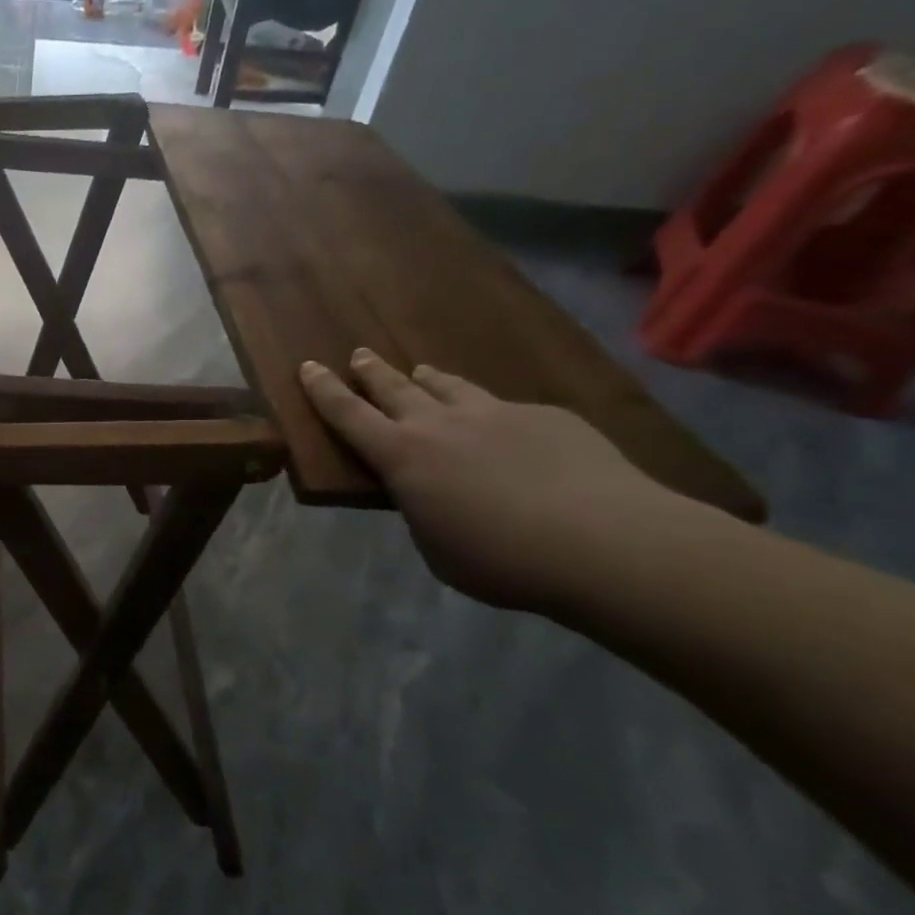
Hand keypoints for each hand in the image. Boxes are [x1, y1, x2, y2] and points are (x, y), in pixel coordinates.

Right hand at [298, 349, 688, 613]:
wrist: (605, 543)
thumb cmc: (500, 559)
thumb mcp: (436, 546)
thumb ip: (422, 511)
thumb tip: (429, 494)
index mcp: (402, 456)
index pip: (348, 414)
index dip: (323, 390)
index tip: (308, 367)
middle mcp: (440, 423)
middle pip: (394, 387)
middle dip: (370, 371)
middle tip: (358, 355)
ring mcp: (495, 413)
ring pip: (449, 386)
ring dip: (428, 379)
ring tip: (420, 372)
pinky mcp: (546, 417)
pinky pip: (504, 407)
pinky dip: (487, 411)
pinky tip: (501, 426)